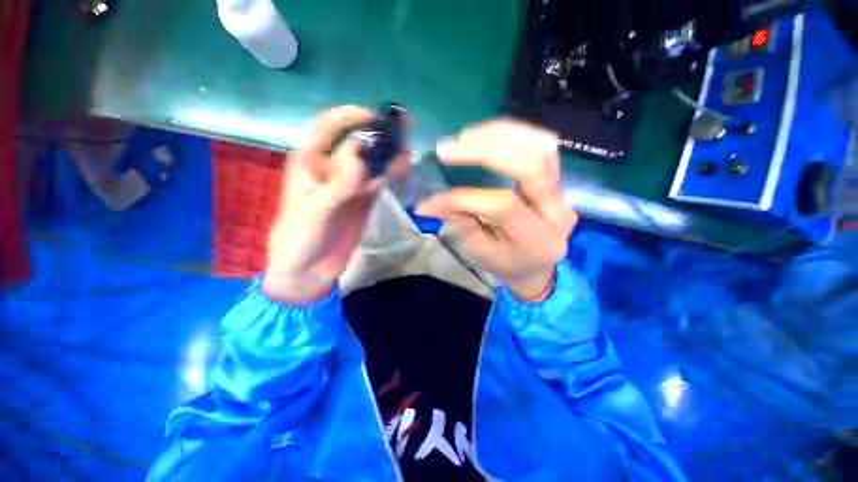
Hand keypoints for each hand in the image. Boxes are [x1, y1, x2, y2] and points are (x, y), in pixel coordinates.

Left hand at [264, 106, 407, 303]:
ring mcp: (351, 185)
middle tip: (404, 124)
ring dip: (389, 153)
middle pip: (358, 144)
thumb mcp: (316, 209)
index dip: (350, 116)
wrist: (309, 269)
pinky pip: (379, 182)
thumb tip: (363, 154)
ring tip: (408, 147)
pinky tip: (404, 168)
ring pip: (372, 162)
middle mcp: (332, 168)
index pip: (328, 127)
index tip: (374, 116)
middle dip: (379, 133)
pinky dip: (392, 174)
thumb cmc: (300, 237)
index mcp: (310, 162)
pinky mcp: (364, 200)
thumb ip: (340, 183)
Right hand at [416, 120, 575, 299]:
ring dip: (500, 135)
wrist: (537, 267)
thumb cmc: (507, 264)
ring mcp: (563, 192)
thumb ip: (461, 222)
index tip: (433, 199)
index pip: (502, 206)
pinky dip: (512, 135)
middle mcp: (557, 210)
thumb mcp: (481, 252)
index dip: (465, 198)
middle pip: (530, 166)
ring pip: (540, 148)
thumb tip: (427, 203)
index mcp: (537, 238)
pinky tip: (486, 136)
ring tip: (466, 137)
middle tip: (448, 148)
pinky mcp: (558, 180)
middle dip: (485, 151)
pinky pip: (540, 146)